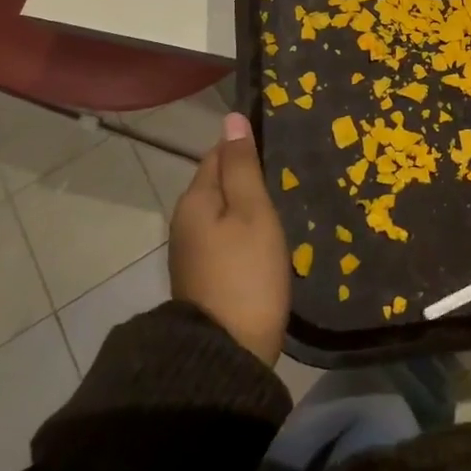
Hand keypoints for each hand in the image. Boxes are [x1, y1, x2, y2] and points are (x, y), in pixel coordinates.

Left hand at [167, 113, 290, 365]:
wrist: (226, 353)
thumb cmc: (246, 273)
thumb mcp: (252, 212)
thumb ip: (243, 165)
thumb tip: (231, 117)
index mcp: (195, 200)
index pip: (217, 154)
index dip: (245, 145)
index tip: (278, 144)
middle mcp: (184, 222)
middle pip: (217, 183)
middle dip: (245, 175)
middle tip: (286, 172)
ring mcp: (191, 252)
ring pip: (221, 211)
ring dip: (245, 203)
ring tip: (281, 201)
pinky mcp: (202, 277)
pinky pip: (223, 236)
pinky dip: (242, 229)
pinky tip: (265, 237)